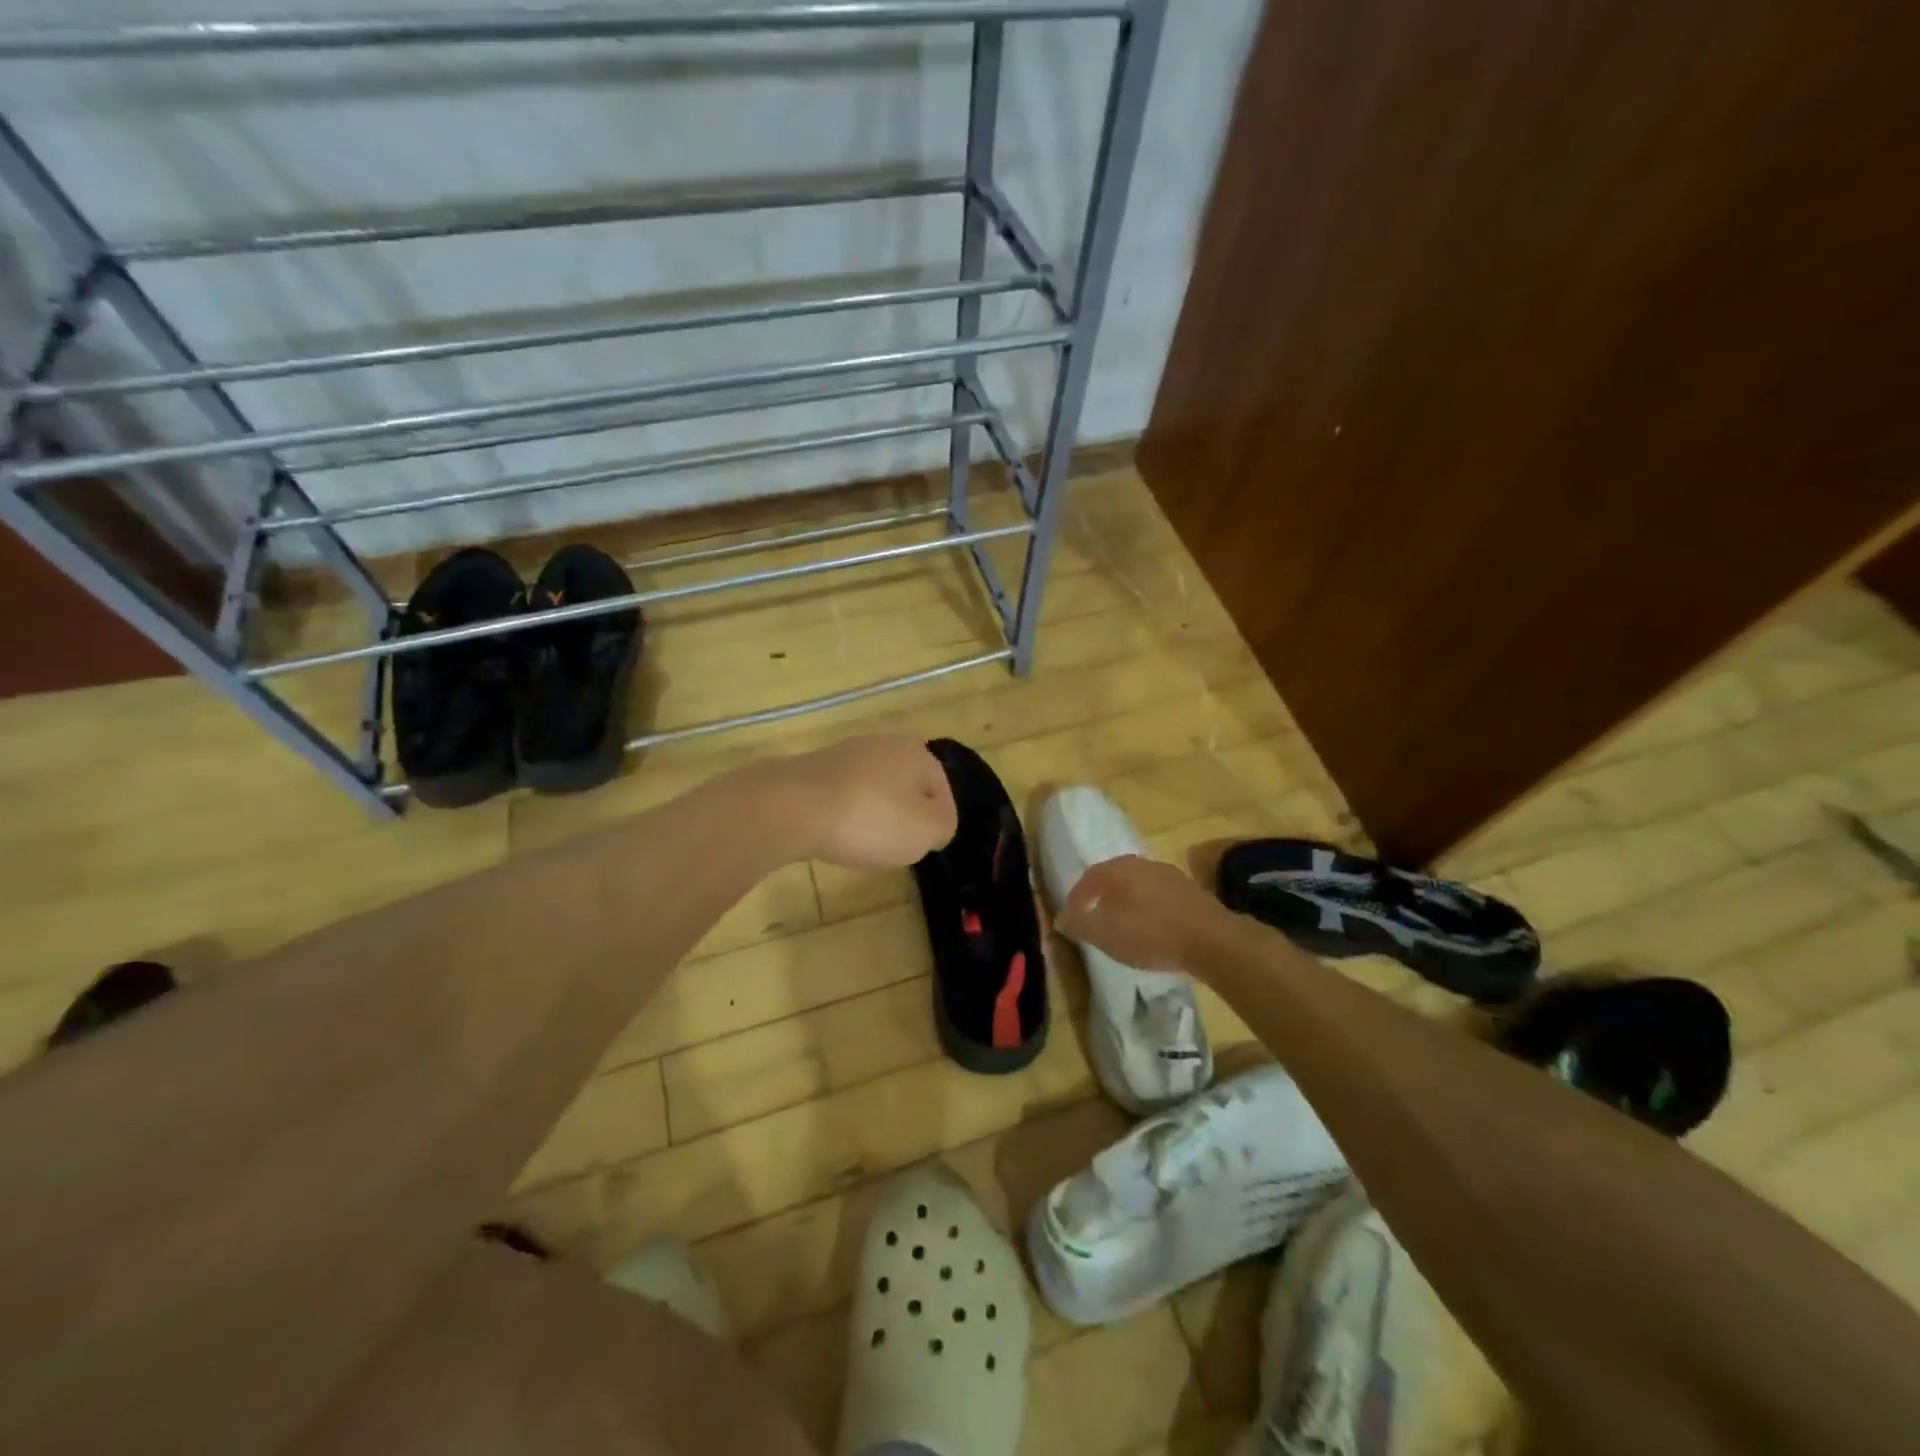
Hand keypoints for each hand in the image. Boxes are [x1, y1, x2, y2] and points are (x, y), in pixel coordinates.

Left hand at [776, 735, 956, 868]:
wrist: (793, 807)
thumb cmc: (871, 818)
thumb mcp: (926, 831)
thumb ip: (943, 825)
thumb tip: (936, 822)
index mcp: (917, 753)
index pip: (942, 791)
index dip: (938, 823)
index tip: (924, 847)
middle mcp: (883, 744)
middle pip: (906, 788)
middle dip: (904, 817)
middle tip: (897, 847)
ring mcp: (845, 754)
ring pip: (874, 792)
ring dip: (873, 817)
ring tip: (864, 844)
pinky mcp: (814, 769)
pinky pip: (843, 797)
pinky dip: (844, 816)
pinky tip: (836, 834)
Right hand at [1056, 856, 1225, 973]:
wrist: (1211, 940)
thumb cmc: (1150, 933)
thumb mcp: (1105, 934)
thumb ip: (1079, 924)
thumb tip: (1061, 918)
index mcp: (1118, 869)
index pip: (1088, 877)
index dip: (1077, 897)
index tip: (1072, 917)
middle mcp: (1142, 864)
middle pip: (1114, 878)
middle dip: (1102, 897)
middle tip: (1095, 917)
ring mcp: (1169, 875)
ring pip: (1138, 886)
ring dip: (1127, 903)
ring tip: (1123, 925)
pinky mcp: (1190, 892)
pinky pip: (1159, 897)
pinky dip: (1149, 909)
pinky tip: (1152, 929)